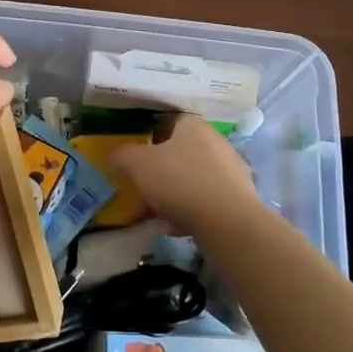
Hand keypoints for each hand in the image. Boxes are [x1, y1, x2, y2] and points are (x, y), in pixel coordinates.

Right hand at [111, 114, 262, 235]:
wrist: (228, 221)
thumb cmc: (179, 181)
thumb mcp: (139, 165)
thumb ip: (123, 155)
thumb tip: (113, 153)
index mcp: (192, 126)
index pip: (167, 123)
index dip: (148, 140)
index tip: (135, 159)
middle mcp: (215, 141)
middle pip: (179, 154)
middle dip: (159, 173)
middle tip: (143, 190)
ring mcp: (230, 170)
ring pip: (191, 179)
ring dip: (172, 196)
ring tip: (156, 215)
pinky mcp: (239, 198)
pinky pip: (206, 200)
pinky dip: (190, 211)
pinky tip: (177, 228)